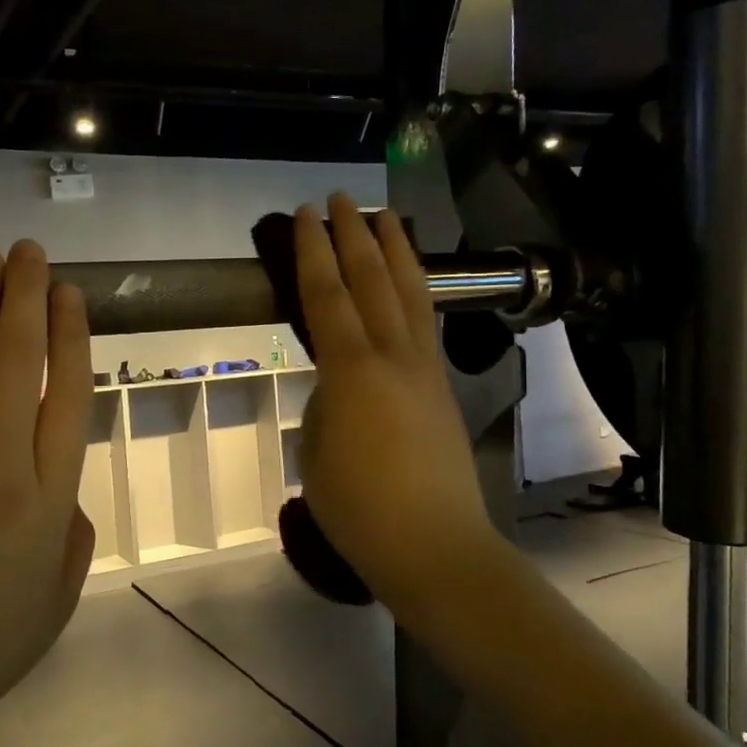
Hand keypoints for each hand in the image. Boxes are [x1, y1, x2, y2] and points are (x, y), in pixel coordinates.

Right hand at [295, 194, 495, 607]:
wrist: (435, 546)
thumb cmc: (360, 508)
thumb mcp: (317, 451)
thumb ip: (326, 404)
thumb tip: (337, 385)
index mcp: (353, 370)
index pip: (327, 295)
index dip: (312, 251)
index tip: (303, 215)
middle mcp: (393, 356)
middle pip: (373, 281)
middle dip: (354, 235)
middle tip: (341, 199)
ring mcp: (425, 370)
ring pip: (411, 294)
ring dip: (395, 251)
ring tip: (386, 216)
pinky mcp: (442, 388)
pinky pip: (426, 322)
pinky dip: (415, 289)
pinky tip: (410, 283)